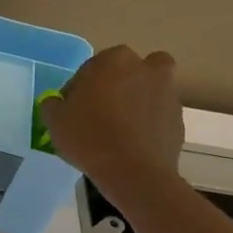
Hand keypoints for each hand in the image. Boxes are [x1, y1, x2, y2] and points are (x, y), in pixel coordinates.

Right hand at [41, 45, 184, 192]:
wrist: (133, 171)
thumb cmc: (89, 137)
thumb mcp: (55, 120)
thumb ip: (53, 104)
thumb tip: (58, 102)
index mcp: (115, 60)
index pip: (91, 67)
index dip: (79, 88)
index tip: (72, 109)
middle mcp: (147, 68)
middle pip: (127, 72)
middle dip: (115, 86)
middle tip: (99, 113)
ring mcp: (168, 93)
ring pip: (147, 91)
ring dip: (135, 103)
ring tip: (117, 131)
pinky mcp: (178, 119)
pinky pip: (157, 116)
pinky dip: (147, 125)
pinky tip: (131, 145)